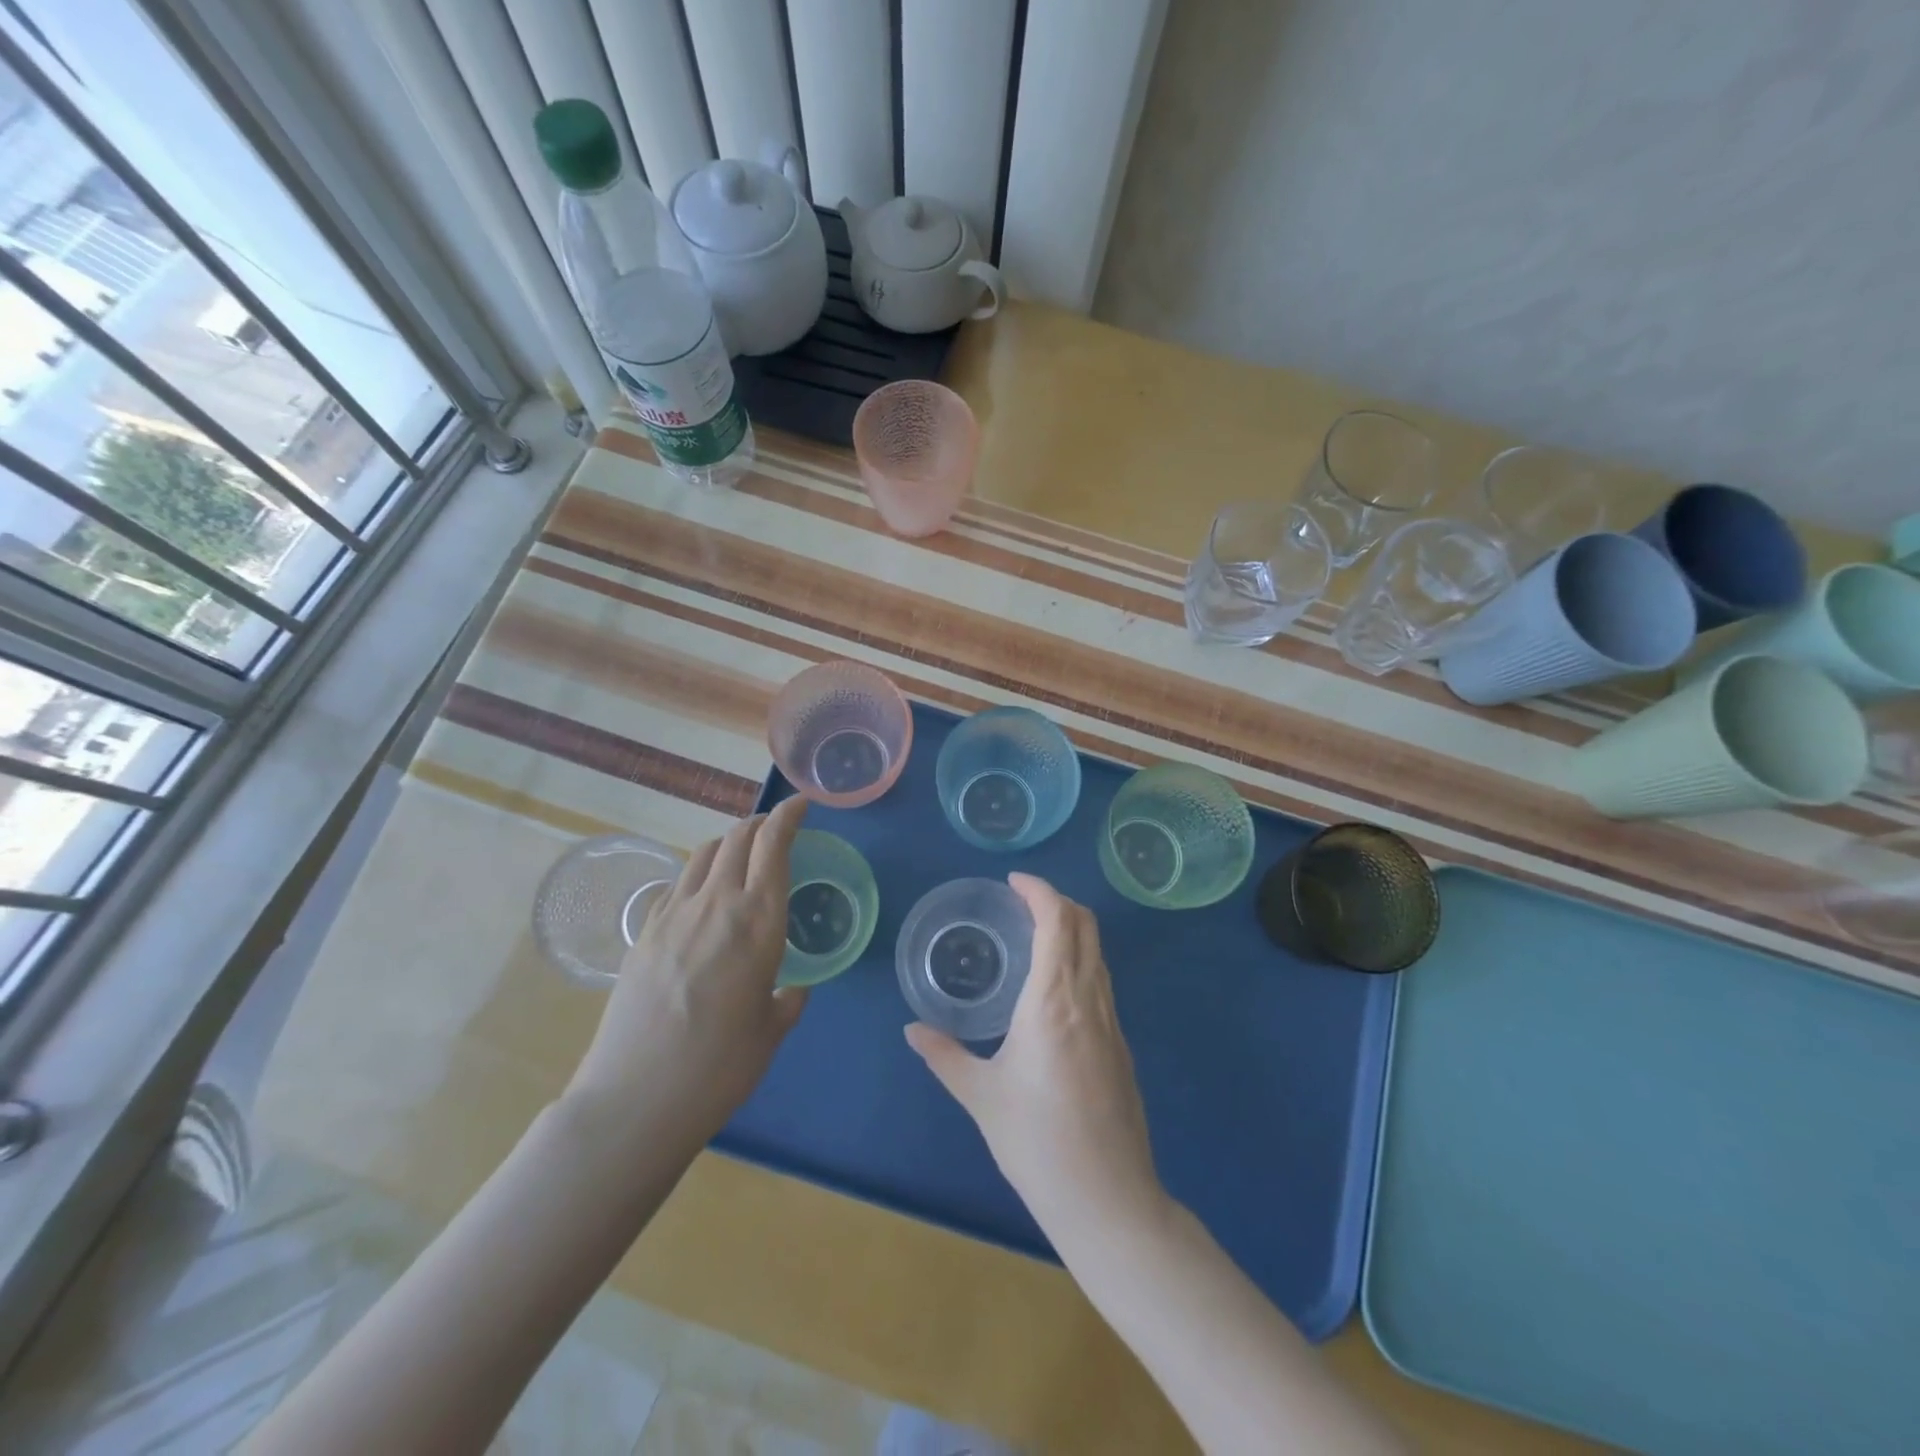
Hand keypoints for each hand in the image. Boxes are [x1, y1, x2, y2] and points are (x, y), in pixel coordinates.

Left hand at [564, 796, 808, 1154]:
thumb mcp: (771, 1031)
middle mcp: (717, 904)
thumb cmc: (720, 1067)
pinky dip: (697, 874)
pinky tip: (700, 898)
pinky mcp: (644, 932)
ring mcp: (673, 914)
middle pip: (737, 838)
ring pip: (703, 854)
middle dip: (759, 824)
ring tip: (738, 858)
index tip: (800, 804)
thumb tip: (791, 988)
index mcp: (759, 922)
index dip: (788, 817)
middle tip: (774, 830)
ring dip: (726, 844)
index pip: (773, 846)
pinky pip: (676, 884)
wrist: (636, 1098)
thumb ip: (788, 999)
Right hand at [905, 873, 1163, 1238]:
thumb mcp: (981, 1096)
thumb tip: (913, 1031)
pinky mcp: (1122, 1044)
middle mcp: (1089, 998)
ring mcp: (1112, 1021)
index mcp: (1053, 999)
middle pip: (1085, 925)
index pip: (1057, 920)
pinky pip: (1103, 981)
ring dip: (1072, 929)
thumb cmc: (1036, 1141)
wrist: (1107, 1198)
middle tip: (1022, 902)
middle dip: (1057, 901)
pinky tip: (1055, 988)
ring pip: (1098, 952)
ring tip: (1036, 936)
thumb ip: (944, 1055)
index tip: (1014, 882)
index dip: (1039, 890)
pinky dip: (1081, 960)